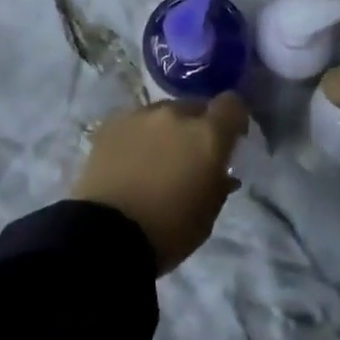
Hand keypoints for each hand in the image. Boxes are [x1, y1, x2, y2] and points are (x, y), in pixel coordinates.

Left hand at [71, 94, 249, 274]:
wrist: (105, 235)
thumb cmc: (167, 231)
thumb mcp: (207, 216)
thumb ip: (219, 183)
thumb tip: (222, 171)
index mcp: (207, 135)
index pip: (232, 104)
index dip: (234, 118)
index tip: (231, 138)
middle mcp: (176, 114)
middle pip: (195, 107)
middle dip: (198, 126)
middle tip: (190, 155)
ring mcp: (141, 114)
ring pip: (164, 113)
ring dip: (167, 130)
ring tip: (155, 159)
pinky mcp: (112, 122)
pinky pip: (135, 121)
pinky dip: (139, 135)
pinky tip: (129, 160)